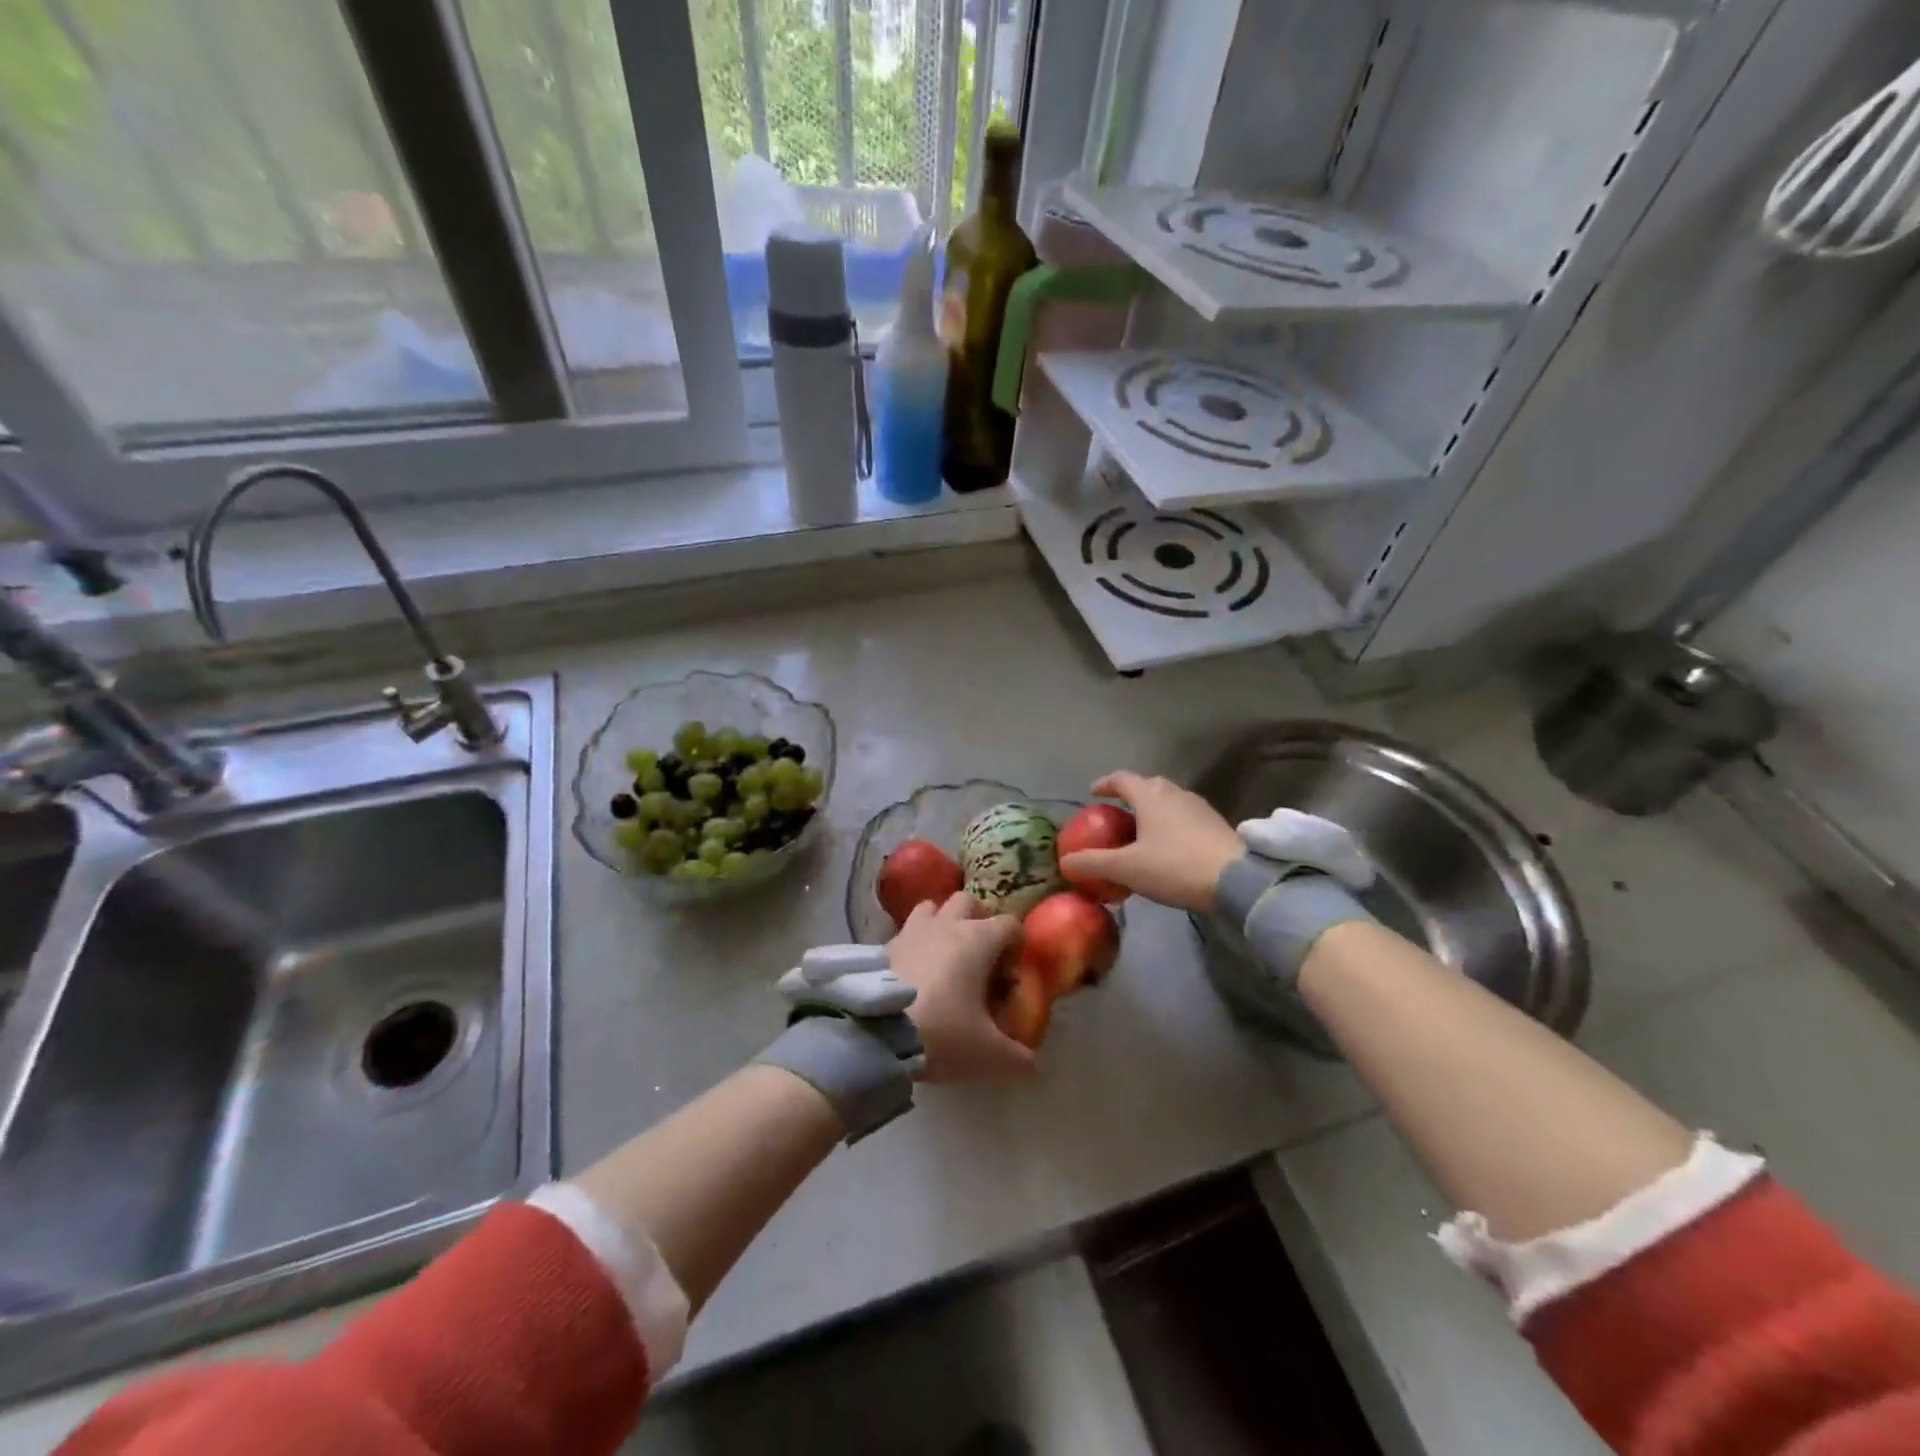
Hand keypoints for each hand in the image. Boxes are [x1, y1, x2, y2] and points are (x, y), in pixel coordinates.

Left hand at [888, 893, 1032, 1082]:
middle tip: (979, 957)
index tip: (1008, 980)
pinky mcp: (883, 945)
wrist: (876, 1033)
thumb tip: (1033, 1065)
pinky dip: (913, 944)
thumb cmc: (943, 1032)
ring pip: (932, 908)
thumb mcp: (988, 1054)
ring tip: (943, 957)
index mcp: (978, 939)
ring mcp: (911, 930)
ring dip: (942, 923)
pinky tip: (912, 973)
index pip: (1010, 924)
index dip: (1016, 948)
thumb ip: (1016, 1057)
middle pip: (968, 902)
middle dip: (978, 921)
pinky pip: (905, 932)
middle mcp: (946, 925)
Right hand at [1059, 771, 1242, 912]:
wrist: (1236, 880)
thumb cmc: (1174, 866)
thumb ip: (1093, 863)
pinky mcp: (1215, 824)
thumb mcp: (1127, 868)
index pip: (1122, 779)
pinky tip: (1169, 844)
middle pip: (1148, 785)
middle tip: (1118, 811)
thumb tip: (1065, 861)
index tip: (1093, 792)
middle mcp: (1175, 793)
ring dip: (1153, 808)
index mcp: (1150, 796)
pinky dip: (1171, 822)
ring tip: (1142, 829)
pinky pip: (1185, 815)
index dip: (1105, 784)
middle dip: (1131, 794)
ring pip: (1169, 799)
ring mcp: (1199, 807)